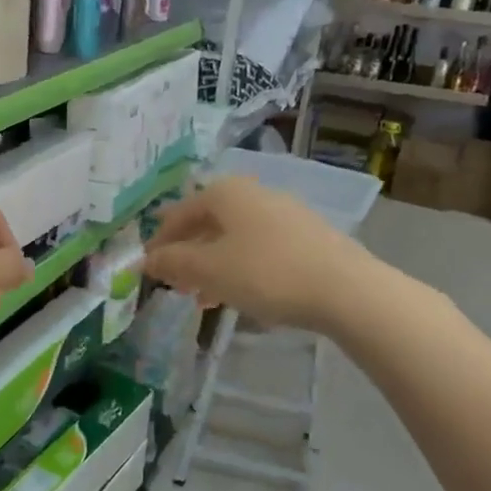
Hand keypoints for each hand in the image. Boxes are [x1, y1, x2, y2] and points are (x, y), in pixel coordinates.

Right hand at [143, 176, 362, 329]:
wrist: (346, 290)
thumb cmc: (266, 273)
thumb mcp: (209, 270)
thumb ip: (173, 262)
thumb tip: (144, 260)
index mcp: (225, 193)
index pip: (178, 213)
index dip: (159, 241)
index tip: (147, 268)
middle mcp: (253, 194)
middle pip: (207, 223)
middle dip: (186, 254)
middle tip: (174, 283)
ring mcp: (283, 213)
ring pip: (233, 237)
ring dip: (211, 264)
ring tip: (201, 297)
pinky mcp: (306, 236)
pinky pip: (258, 248)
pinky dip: (239, 267)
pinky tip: (239, 294)